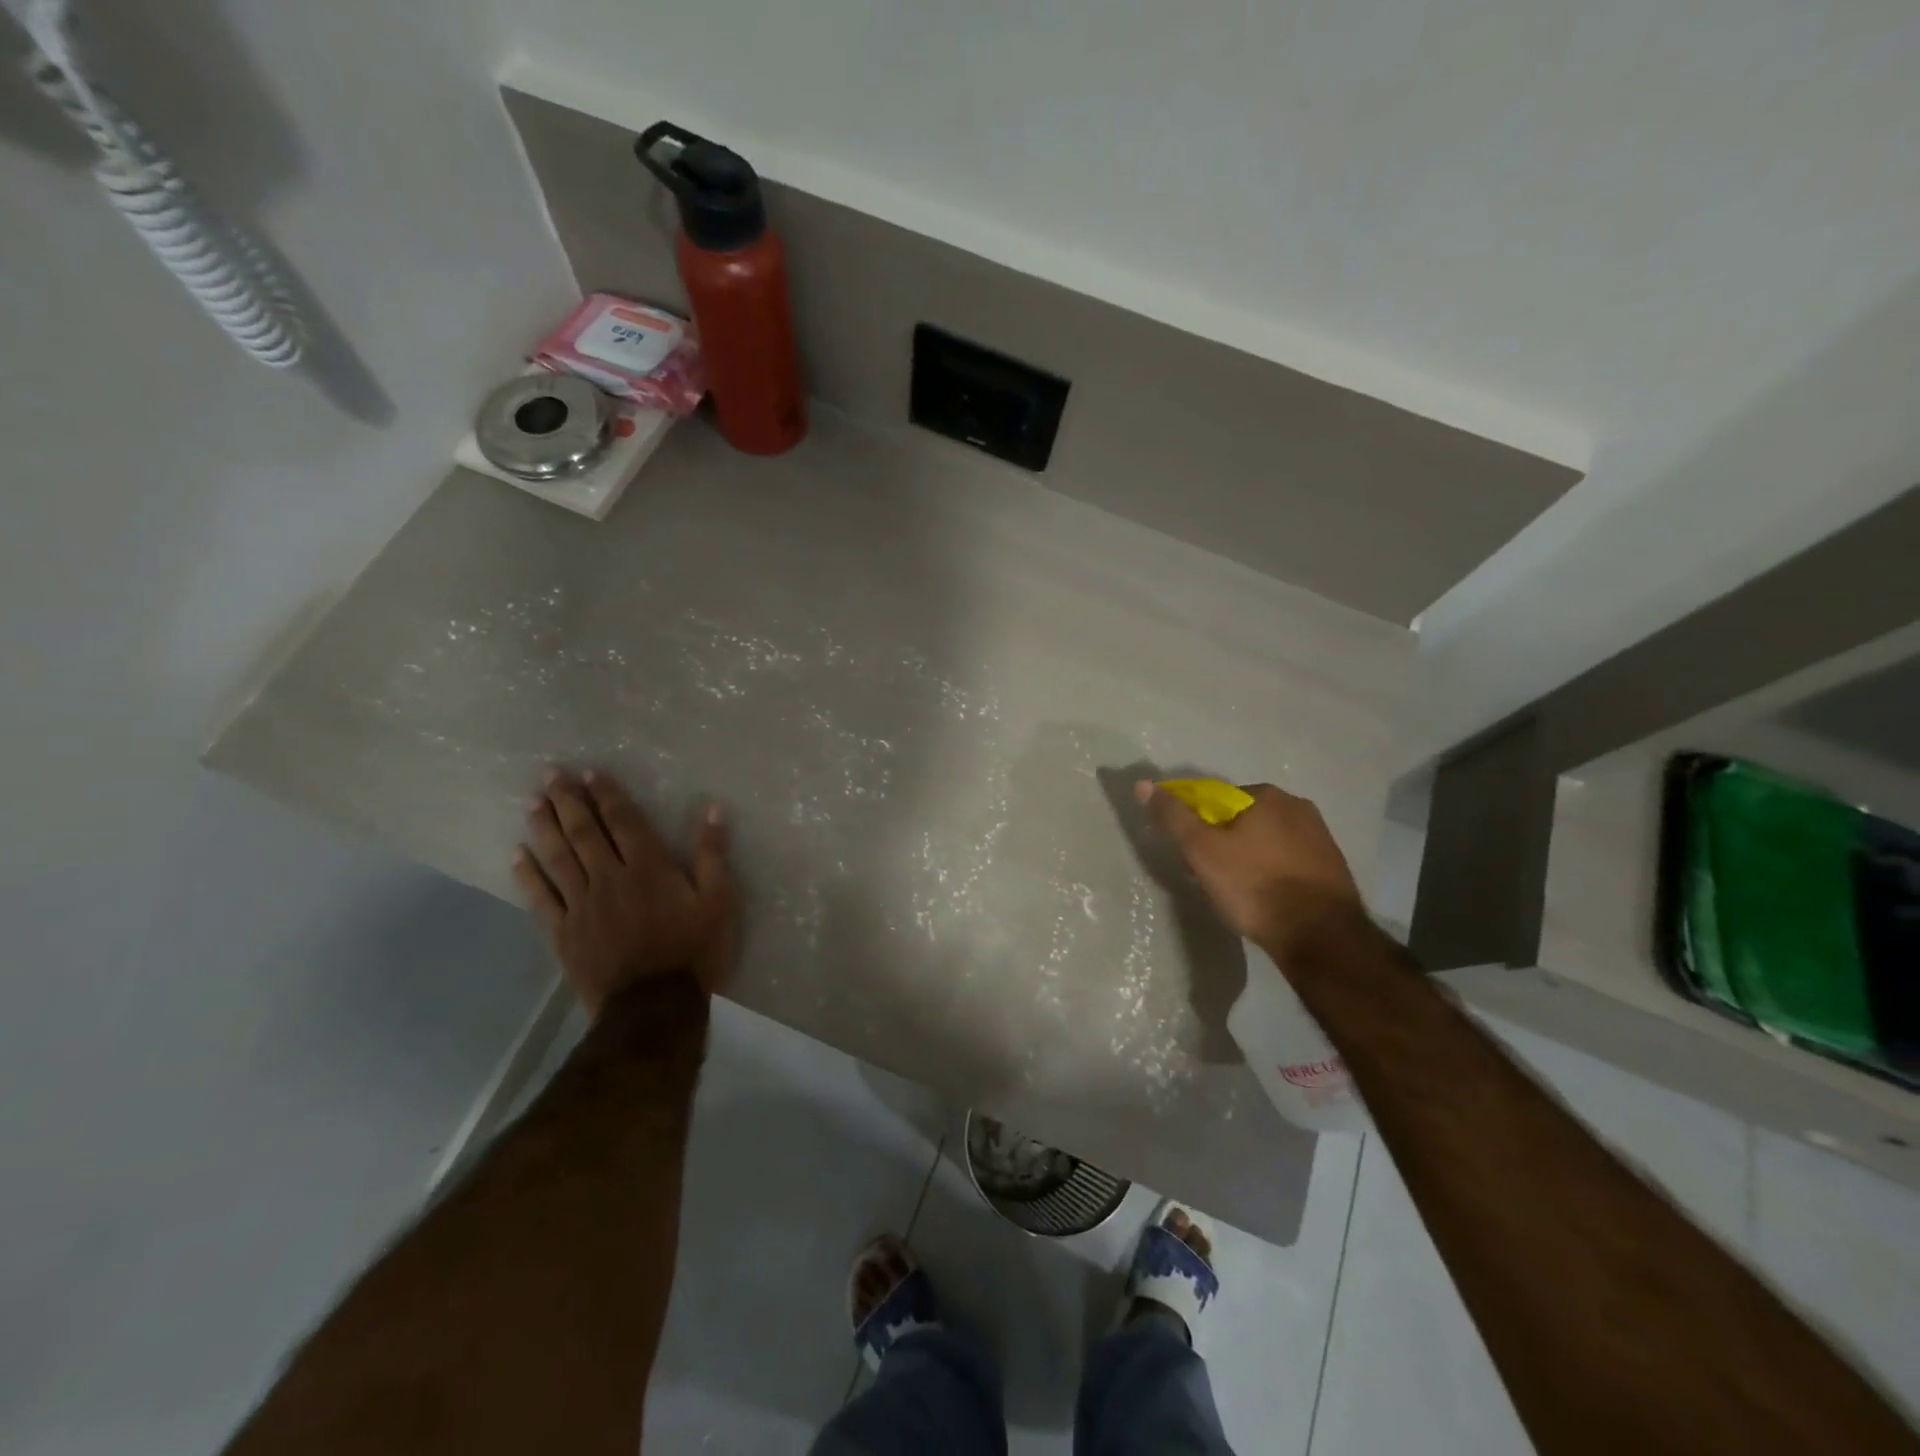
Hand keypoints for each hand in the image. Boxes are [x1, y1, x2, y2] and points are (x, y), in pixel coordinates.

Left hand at [514, 770, 737, 1013]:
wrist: (654, 1008)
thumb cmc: (693, 952)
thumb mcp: (719, 901)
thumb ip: (712, 855)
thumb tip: (713, 808)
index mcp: (649, 868)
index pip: (624, 822)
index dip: (607, 796)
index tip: (590, 772)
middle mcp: (611, 878)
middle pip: (585, 833)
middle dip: (568, 802)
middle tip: (549, 775)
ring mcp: (582, 906)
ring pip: (559, 859)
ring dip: (545, 828)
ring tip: (532, 802)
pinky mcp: (564, 933)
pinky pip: (541, 898)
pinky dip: (528, 876)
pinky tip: (517, 856)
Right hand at [1135, 780, 1364, 961]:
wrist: (1320, 937)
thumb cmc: (1254, 887)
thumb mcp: (1201, 851)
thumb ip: (1173, 817)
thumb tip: (1143, 784)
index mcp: (1265, 795)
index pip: (1215, 800)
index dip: (1197, 827)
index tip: (1191, 856)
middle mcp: (1298, 806)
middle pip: (1242, 819)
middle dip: (1223, 842)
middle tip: (1210, 877)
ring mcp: (1320, 837)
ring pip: (1267, 841)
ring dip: (1249, 858)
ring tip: (1238, 892)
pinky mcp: (1333, 867)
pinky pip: (1289, 861)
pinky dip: (1272, 873)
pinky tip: (1266, 899)